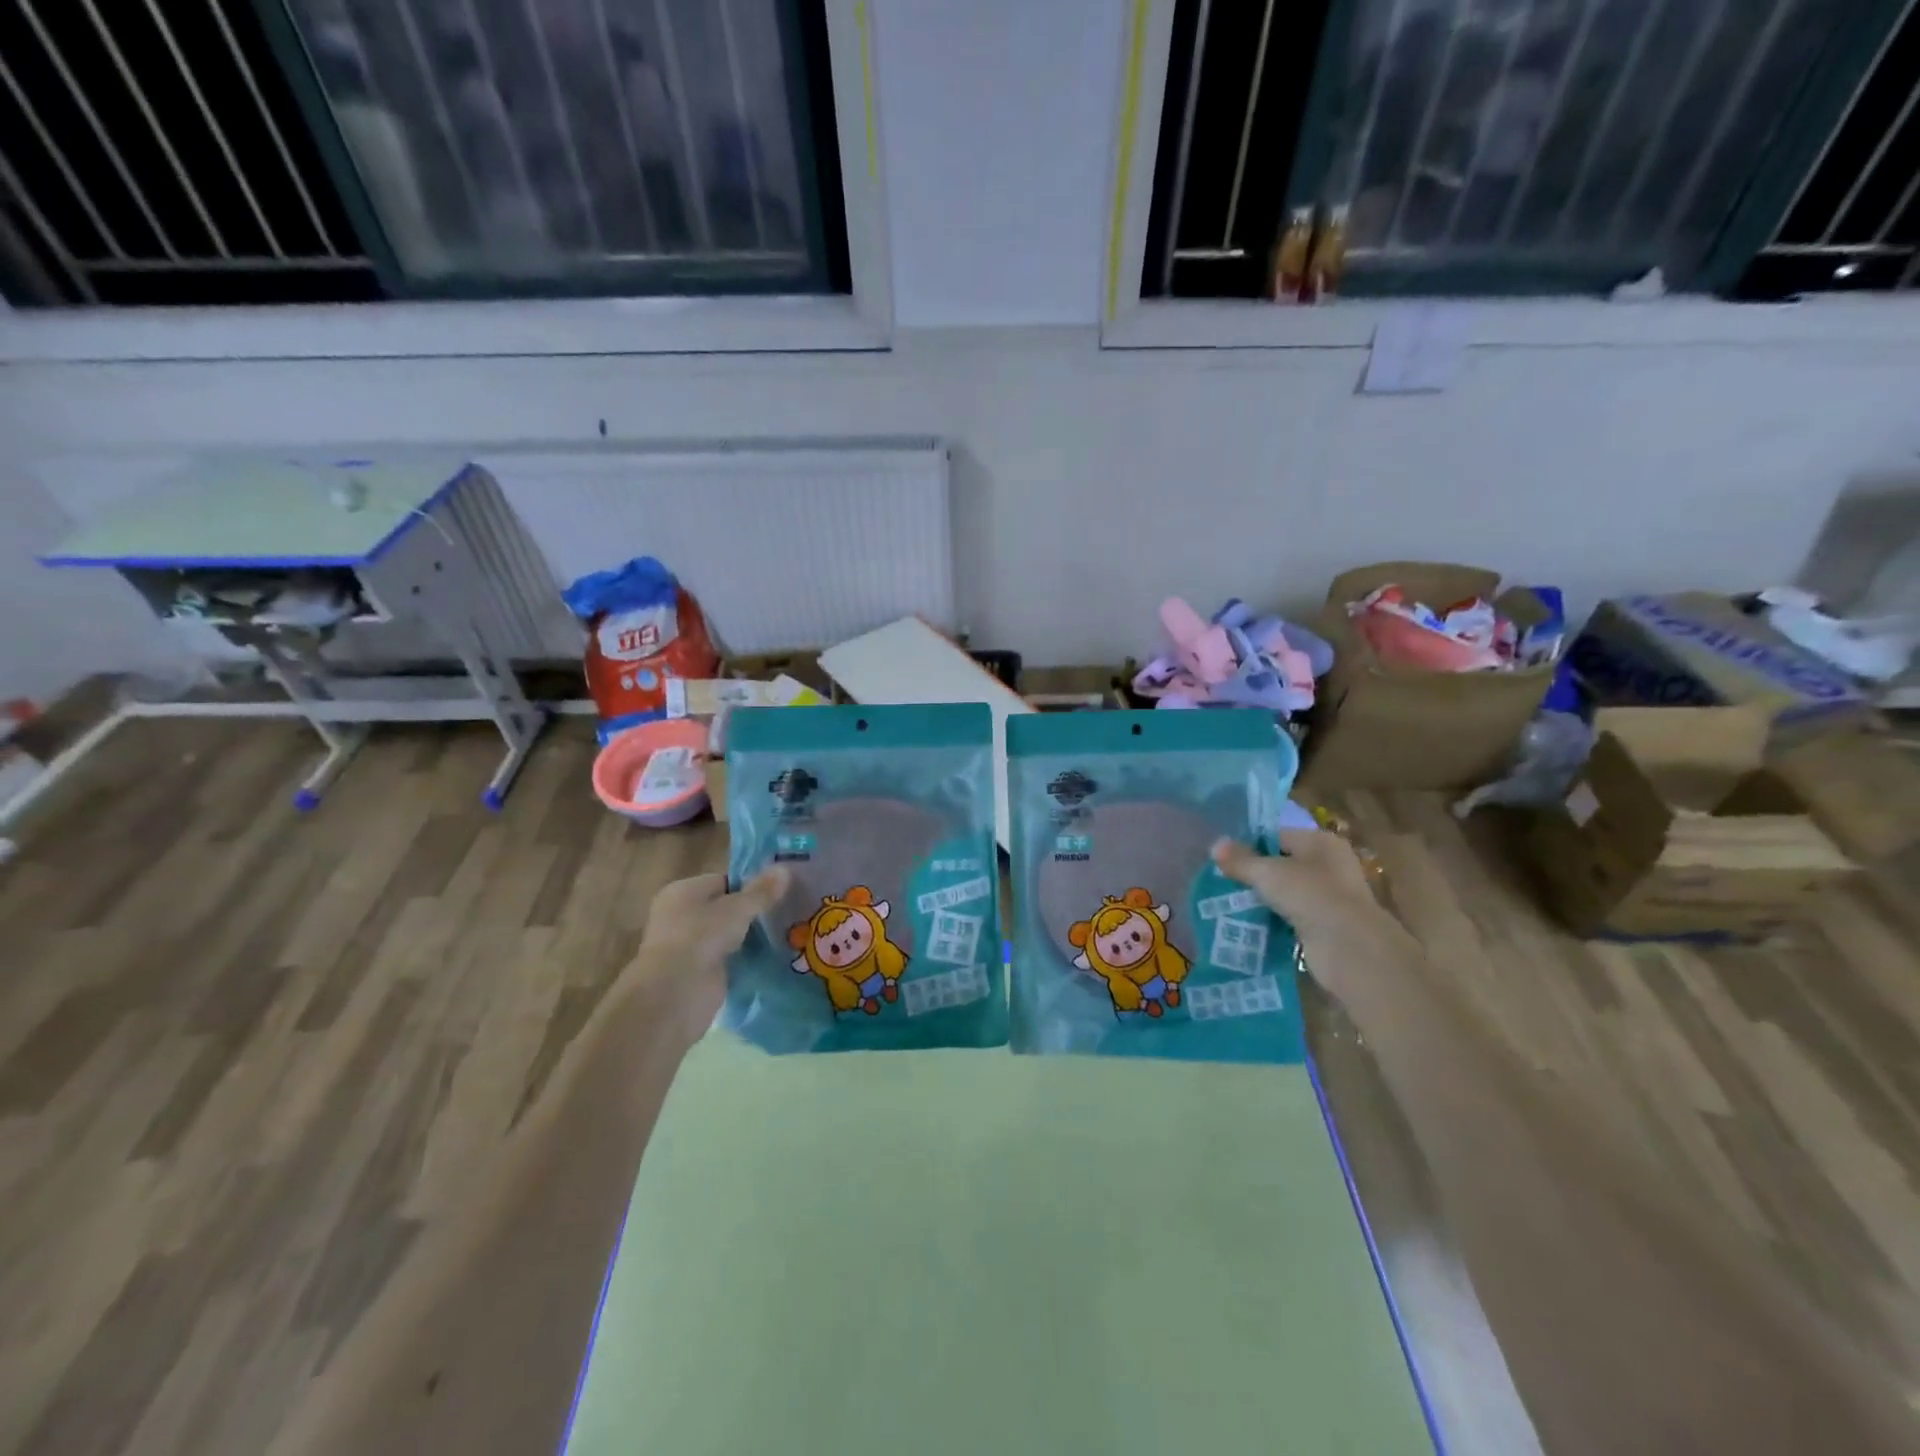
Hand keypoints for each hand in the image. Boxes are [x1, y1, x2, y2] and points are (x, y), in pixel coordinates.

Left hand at [631, 869, 788, 1038]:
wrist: (676, 994)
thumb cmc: (700, 937)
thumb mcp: (737, 908)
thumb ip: (762, 891)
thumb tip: (785, 868)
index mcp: (682, 892)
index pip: (723, 881)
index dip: (750, 885)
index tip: (780, 890)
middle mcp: (681, 916)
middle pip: (725, 908)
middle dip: (753, 911)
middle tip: (788, 910)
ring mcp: (690, 946)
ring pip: (729, 935)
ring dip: (751, 936)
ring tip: (789, 930)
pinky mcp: (700, 973)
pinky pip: (730, 958)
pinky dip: (747, 958)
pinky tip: (774, 955)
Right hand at [1211, 832, 1385, 979]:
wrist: (1349, 948)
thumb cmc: (1310, 895)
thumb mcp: (1268, 873)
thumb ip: (1241, 860)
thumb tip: (1215, 844)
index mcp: (1321, 842)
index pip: (1277, 836)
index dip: (1249, 845)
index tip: (1222, 858)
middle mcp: (1329, 865)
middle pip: (1281, 864)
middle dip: (1253, 874)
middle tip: (1222, 881)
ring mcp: (1329, 897)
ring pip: (1285, 893)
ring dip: (1262, 899)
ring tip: (1228, 903)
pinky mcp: (1325, 926)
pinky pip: (1290, 917)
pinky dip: (1272, 920)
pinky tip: (1248, 924)